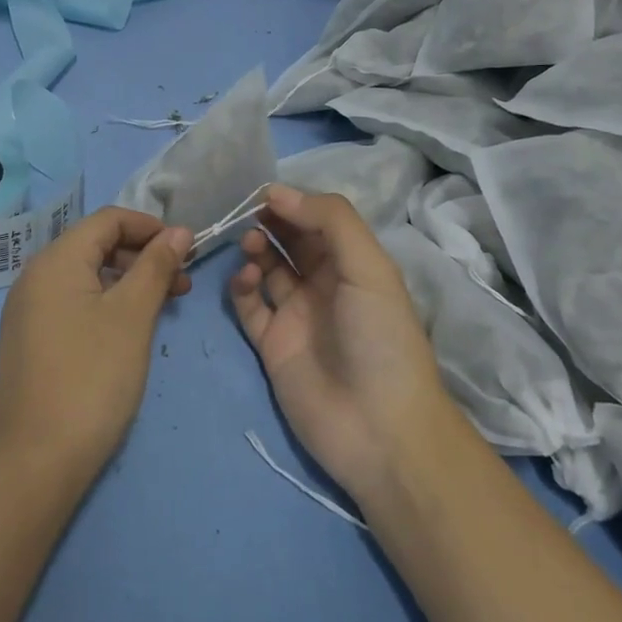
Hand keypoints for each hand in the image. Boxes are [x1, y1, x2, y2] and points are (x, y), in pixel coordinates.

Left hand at [0, 207, 193, 482]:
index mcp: (55, 260)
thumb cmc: (91, 378)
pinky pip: (75, 302)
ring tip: (165, 306)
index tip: (187, 250)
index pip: (108, 219)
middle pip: (96, 245)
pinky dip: (108, 304)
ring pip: (87, 276)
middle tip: (183, 283)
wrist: (34, 461)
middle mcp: (36, 276)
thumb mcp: (132, 316)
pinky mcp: (32, 339)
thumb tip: (179, 231)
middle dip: (143, 255)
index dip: (150, 226)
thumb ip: (156, 267)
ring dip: (129, 281)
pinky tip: (131, 329)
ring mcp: (30, 310)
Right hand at [229, 186, 449, 503]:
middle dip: (270, 222)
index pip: (318, 222)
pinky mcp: (272, 344)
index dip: (293, 204)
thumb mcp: (369, 268)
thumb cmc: (380, 339)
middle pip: (290, 242)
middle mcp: (325, 285)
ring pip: (267, 269)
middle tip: (248, 213)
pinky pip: (249, 306)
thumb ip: (330, 221)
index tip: (263, 192)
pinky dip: (241, 287)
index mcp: (354, 265)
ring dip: (256, 250)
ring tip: (251, 245)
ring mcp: (296, 315)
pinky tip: (245, 278)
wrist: (378, 429)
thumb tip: (277, 193)